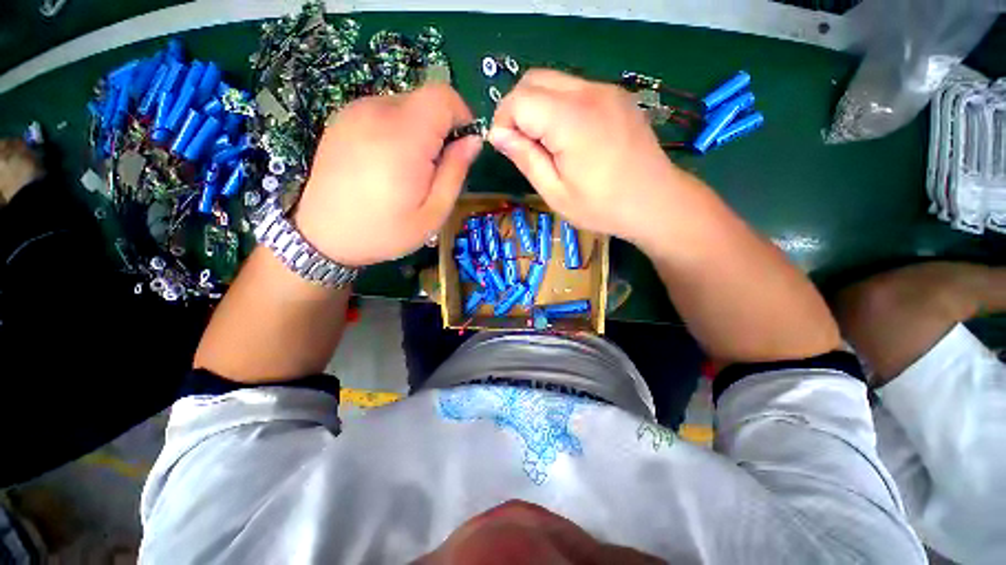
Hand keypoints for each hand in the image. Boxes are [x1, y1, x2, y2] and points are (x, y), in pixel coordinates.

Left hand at [294, 84, 481, 266]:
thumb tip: (473, 141)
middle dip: (440, 129)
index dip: (462, 116)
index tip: (462, 146)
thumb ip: (455, 172)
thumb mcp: (433, 213)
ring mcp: (355, 112)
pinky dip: (398, 131)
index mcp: (403, 138)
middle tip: (434, 169)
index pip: (443, 96)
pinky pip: (384, 112)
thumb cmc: (385, 231)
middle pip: (425, 100)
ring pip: (406, 105)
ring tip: (409, 170)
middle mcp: (377, 113)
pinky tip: (387, 163)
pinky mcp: (343, 118)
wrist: (323, 236)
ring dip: (419, 131)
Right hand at [489, 70, 685, 244]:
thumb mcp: (556, 193)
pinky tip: (568, 137)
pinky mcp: (616, 96)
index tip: (506, 148)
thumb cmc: (603, 206)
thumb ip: (526, 159)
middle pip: (534, 80)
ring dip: (538, 107)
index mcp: (571, 120)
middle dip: (517, 109)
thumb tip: (498, 135)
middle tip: (522, 145)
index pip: (519, 99)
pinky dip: (559, 106)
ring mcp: (606, 90)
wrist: (656, 202)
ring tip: (546, 144)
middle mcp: (589, 92)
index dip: (504, 121)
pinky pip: (575, 89)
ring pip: (554, 81)